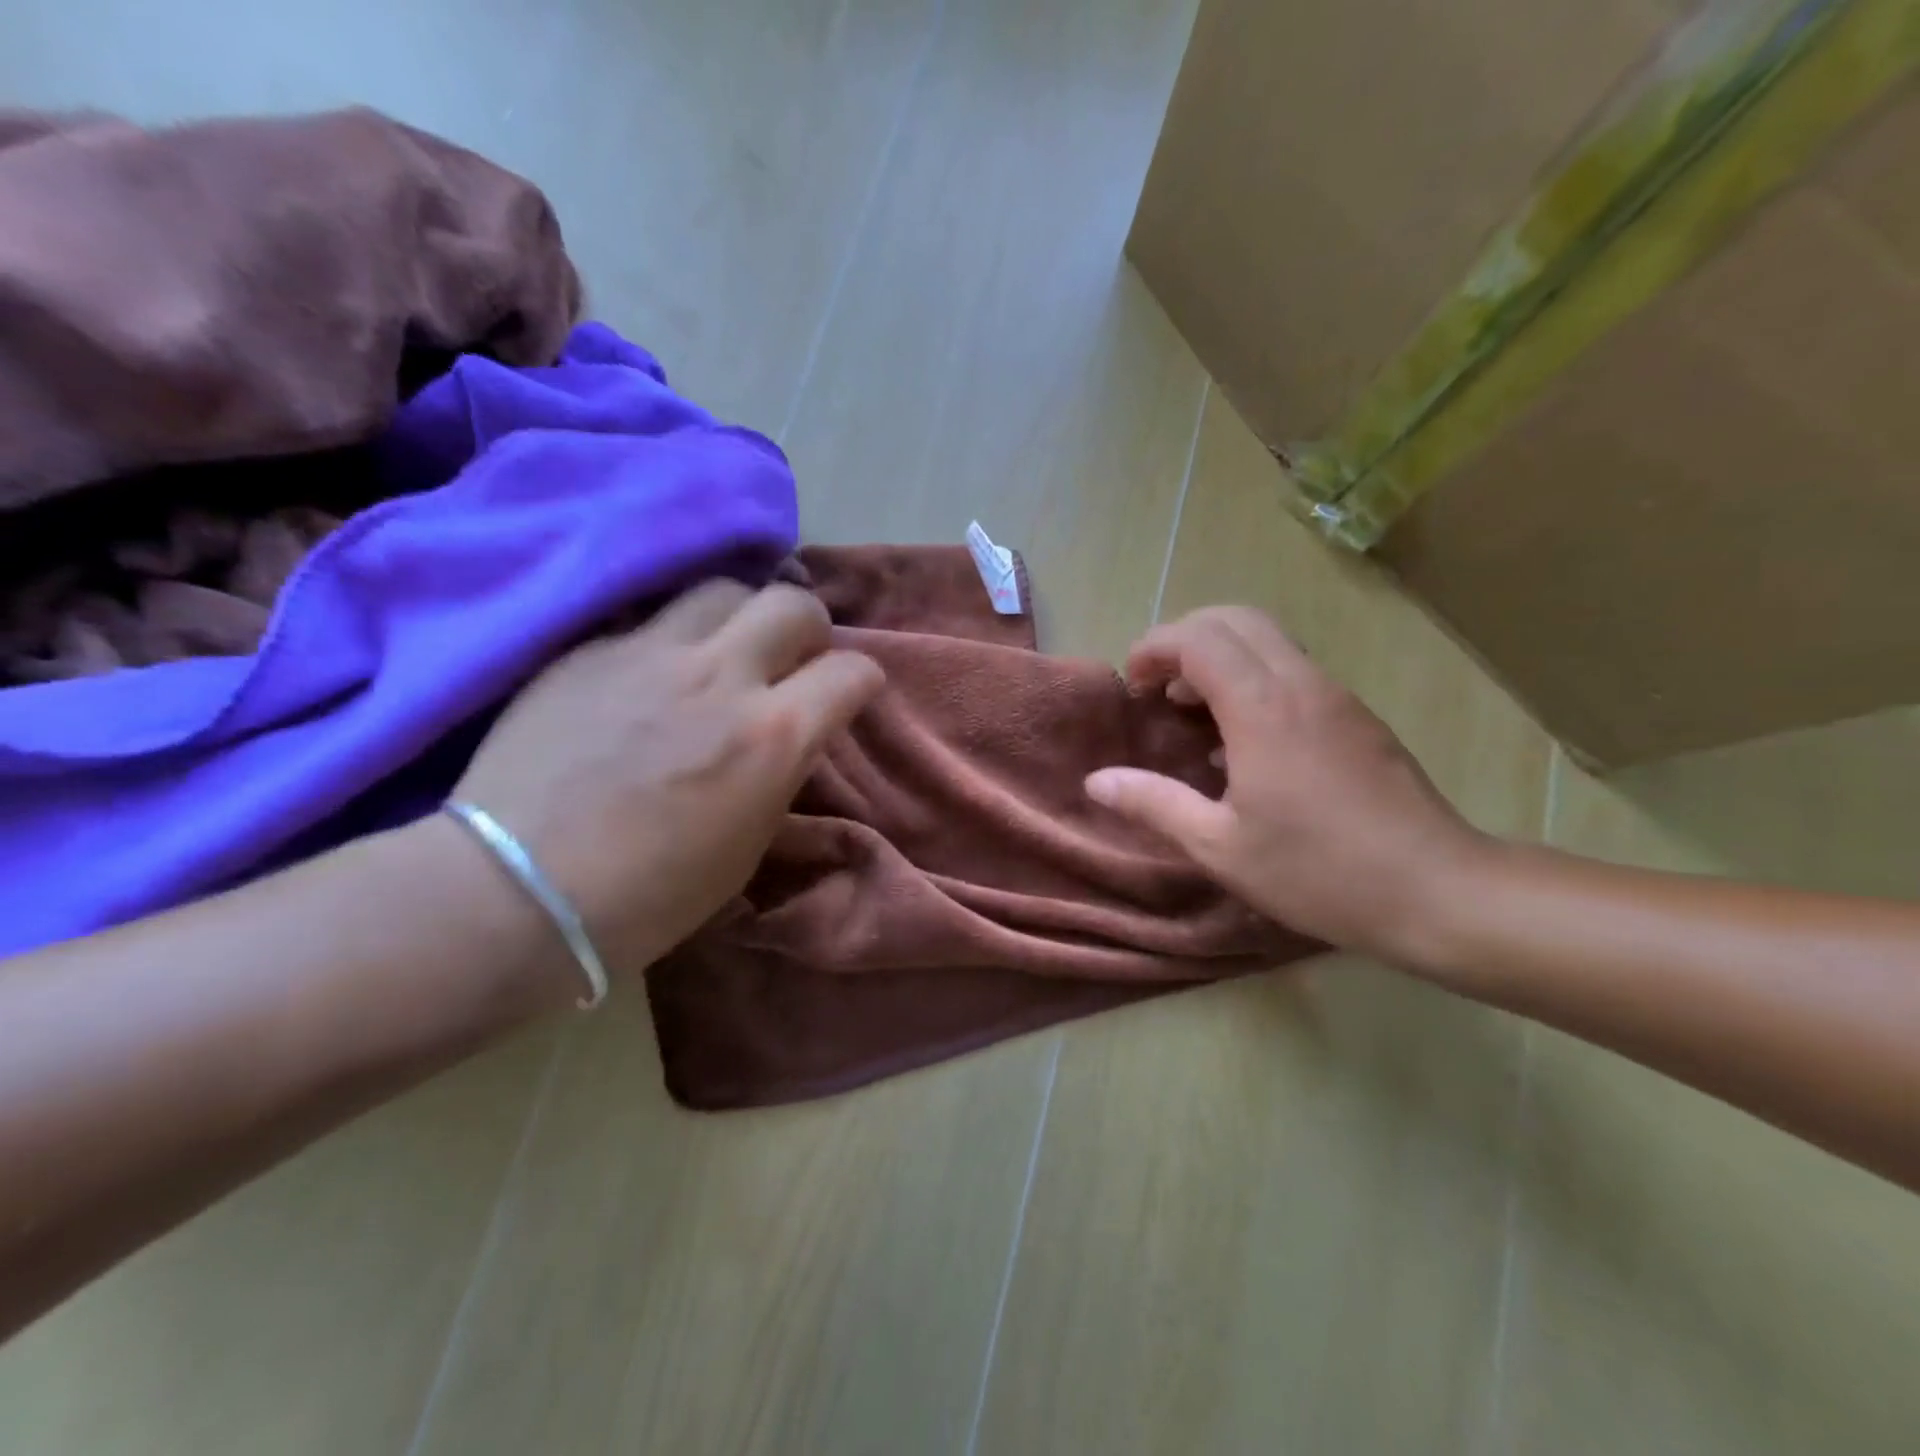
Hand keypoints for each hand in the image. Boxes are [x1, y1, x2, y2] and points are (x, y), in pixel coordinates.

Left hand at [453, 580, 882, 971]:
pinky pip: (650, 616)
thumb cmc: (650, 895)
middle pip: (792, 604)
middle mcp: (722, 676)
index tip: (850, 695)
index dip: (862, 680)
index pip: (851, 672)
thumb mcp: (747, 846)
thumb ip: (778, 775)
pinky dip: (673, 636)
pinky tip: (656, 671)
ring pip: (723, 589)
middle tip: (795, 658)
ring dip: (743, 615)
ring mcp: (650, 653)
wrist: (517, 891)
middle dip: (809, 628)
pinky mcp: (590, 649)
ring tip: (728, 648)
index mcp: (772, 736)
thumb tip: (788, 740)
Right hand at [1085, 606, 1489, 966]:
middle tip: (1158, 684)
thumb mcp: (1220, 846)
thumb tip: (1096, 781)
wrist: (1438, 890)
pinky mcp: (1356, 715)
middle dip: (1185, 637)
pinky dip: (1251, 676)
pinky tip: (1242, 738)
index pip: (1199, 638)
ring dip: (1220, 655)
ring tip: (1192, 708)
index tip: (1132, 683)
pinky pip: (1291, 668)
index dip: (1155, 647)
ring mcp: (1335, 696)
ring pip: (1268, 638)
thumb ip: (1154, 804)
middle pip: (1235, 619)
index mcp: (1263, 708)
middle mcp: (1301, 684)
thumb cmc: (1318, 871)